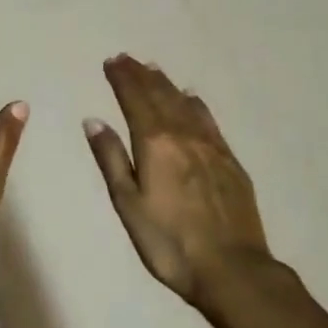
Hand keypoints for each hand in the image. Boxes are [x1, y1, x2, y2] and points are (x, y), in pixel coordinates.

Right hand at [84, 55, 327, 327]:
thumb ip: (111, 159)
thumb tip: (94, 120)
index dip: (122, 79)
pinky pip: (208, 120)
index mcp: (155, 143)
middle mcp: (183, 135)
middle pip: (160, 95)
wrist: (233, 269)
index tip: (111, 61)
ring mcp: (211, 146)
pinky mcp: (230, 161)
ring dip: (166, 84)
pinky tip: (191, 98)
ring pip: (184, 103)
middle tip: (127, 58)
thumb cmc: (169, 243)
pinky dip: (195, 103)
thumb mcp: (128, 204)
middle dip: (141, 75)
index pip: (135, 100)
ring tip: (153, 68)